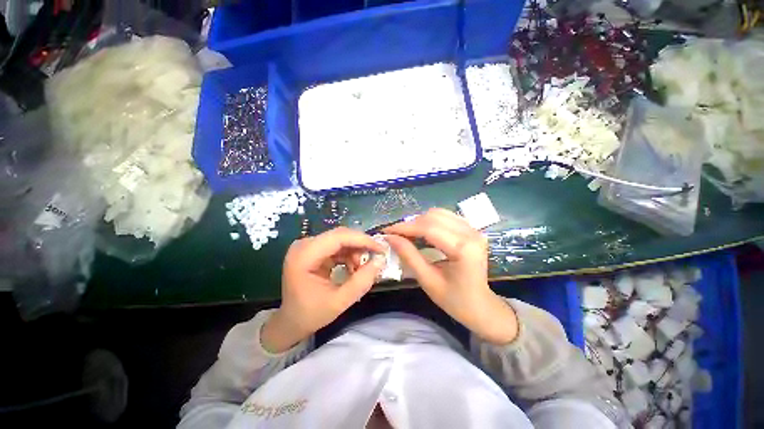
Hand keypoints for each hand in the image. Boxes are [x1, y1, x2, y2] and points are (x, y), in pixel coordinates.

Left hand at [261, 227, 385, 352]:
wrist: (291, 321)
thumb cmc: (311, 314)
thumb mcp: (339, 302)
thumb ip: (362, 281)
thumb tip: (381, 260)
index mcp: (304, 256)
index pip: (338, 237)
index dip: (362, 240)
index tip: (381, 249)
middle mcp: (304, 245)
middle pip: (340, 235)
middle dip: (361, 245)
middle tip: (376, 258)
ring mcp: (308, 245)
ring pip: (341, 239)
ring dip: (356, 251)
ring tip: (361, 269)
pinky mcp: (313, 249)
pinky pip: (337, 245)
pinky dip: (349, 254)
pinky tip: (352, 268)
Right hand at [384, 209, 518, 344]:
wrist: (481, 307)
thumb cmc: (455, 300)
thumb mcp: (428, 280)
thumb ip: (409, 256)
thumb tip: (390, 238)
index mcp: (463, 249)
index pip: (428, 229)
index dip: (405, 228)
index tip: (387, 231)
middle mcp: (471, 233)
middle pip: (433, 217)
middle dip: (411, 224)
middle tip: (396, 235)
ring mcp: (473, 229)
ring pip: (439, 213)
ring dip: (420, 221)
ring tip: (408, 234)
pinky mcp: (472, 230)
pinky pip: (446, 217)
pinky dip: (430, 222)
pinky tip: (423, 232)